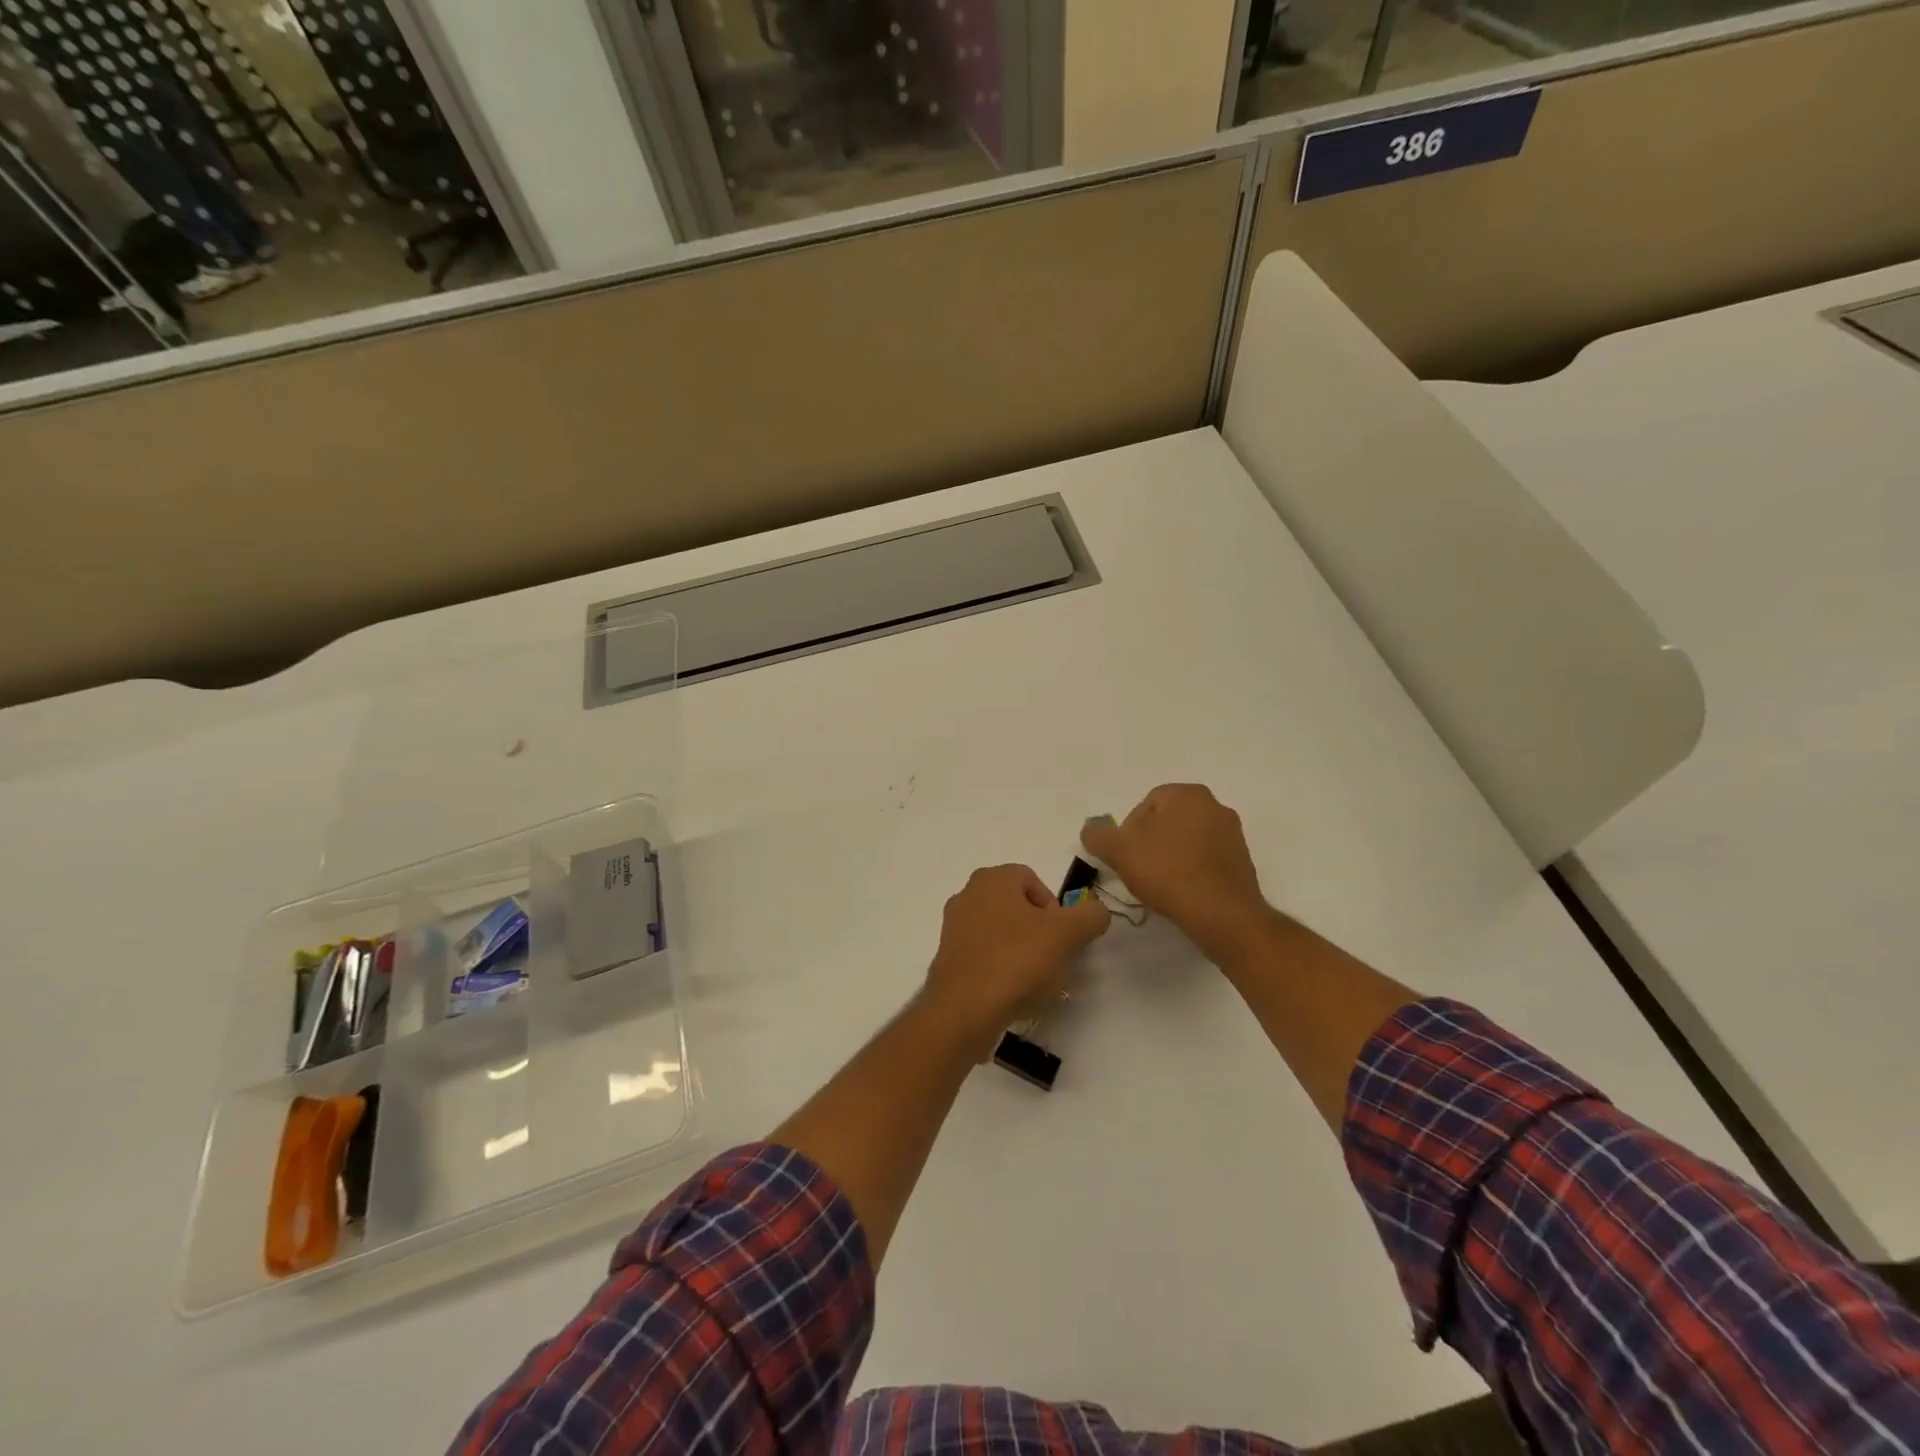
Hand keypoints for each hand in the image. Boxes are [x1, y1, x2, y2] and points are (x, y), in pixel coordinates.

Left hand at [920, 864, 1109, 1050]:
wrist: (964, 1010)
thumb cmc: (1016, 961)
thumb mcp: (1068, 934)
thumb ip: (1090, 915)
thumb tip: (1094, 911)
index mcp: (992, 878)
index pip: (1034, 881)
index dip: (1055, 909)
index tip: (1062, 938)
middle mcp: (968, 894)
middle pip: (1017, 907)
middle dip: (1039, 931)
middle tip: (1052, 959)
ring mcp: (953, 927)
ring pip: (1001, 932)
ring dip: (1020, 951)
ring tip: (1033, 981)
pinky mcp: (947, 958)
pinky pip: (984, 955)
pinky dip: (1000, 968)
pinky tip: (1011, 992)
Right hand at [1081, 784, 1276, 961]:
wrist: (1221, 914)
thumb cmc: (1168, 872)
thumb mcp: (1119, 851)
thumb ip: (1098, 836)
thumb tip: (1091, 831)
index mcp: (1187, 794)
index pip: (1145, 805)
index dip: (1128, 831)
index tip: (1124, 857)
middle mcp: (1214, 806)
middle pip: (1167, 821)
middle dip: (1149, 843)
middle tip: (1138, 870)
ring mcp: (1233, 834)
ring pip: (1187, 840)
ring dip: (1170, 857)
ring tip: (1159, 885)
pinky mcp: (1243, 861)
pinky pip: (1206, 860)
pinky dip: (1191, 871)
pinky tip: (1181, 892)